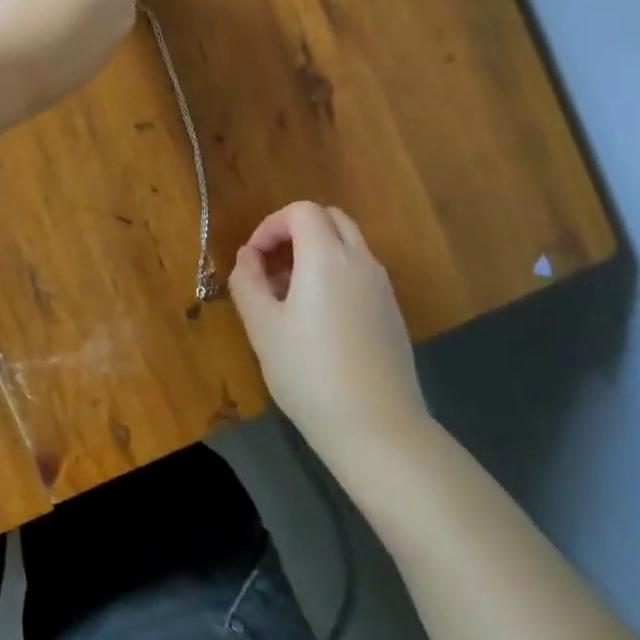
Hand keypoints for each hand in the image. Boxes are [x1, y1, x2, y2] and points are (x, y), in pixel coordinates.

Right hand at [228, 202, 426, 459]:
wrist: (378, 429)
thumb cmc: (309, 373)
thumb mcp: (262, 328)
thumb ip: (247, 281)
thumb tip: (248, 256)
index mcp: (327, 258)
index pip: (302, 211)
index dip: (271, 225)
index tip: (253, 259)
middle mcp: (361, 261)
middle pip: (330, 219)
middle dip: (295, 231)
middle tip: (270, 266)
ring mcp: (382, 287)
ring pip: (348, 245)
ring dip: (315, 252)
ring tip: (287, 295)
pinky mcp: (391, 312)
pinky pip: (360, 272)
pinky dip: (334, 273)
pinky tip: (316, 318)